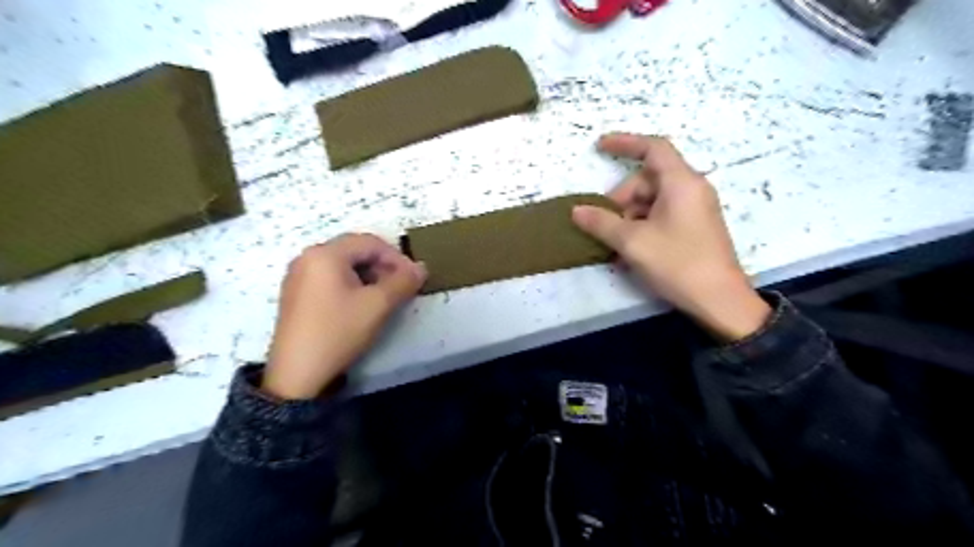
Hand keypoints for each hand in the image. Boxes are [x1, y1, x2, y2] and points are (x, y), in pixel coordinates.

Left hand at [263, 232, 425, 400]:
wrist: (297, 375)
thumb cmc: (339, 332)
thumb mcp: (377, 306)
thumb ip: (403, 282)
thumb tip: (421, 268)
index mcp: (325, 254)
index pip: (370, 242)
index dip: (397, 257)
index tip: (414, 278)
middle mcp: (307, 257)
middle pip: (355, 251)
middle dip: (383, 266)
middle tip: (401, 287)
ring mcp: (298, 276)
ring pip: (343, 265)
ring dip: (369, 275)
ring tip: (385, 296)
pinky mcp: (296, 294)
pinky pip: (330, 278)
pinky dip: (352, 284)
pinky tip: (362, 304)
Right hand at [573, 133, 768, 341]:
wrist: (719, 301)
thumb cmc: (677, 263)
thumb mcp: (633, 242)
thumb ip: (601, 223)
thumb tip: (576, 211)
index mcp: (681, 183)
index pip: (653, 148)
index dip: (625, 143)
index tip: (599, 147)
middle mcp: (691, 190)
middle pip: (647, 180)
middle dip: (621, 200)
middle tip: (604, 226)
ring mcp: (695, 210)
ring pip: (652, 202)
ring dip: (628, 219)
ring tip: (614, 247)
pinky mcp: (695, 228)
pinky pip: (661, 217)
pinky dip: (642, 228)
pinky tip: (629, 253)